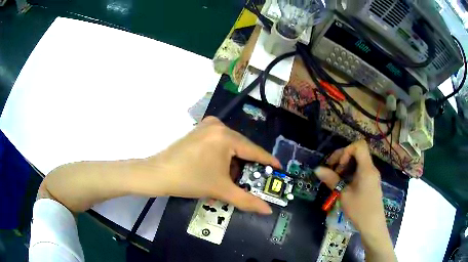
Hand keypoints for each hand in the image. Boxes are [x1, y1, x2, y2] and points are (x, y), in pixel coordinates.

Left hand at [135, 116, 279, 213]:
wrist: (157, 174)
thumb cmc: (189, 180)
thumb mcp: (221, 190)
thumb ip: (247, 200)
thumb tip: (268, 210)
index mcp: (225, 136)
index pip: (254, 150)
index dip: (268, 161)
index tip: (279, 169)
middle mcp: (218, 125)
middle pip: (241, 148)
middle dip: (247, 166)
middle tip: (252, 181)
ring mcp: (206, 126)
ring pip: (230, 146)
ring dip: (234, 162)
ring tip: (230, 179)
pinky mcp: (199, 130)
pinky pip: (219, 143)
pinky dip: (223, 156)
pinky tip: (218, 169)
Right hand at [314, 140, 385, 233]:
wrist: (373, 225)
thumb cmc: (359, 210)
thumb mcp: (343, 195)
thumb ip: (332, 180)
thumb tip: (317, 169)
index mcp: (366, 169)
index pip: (359, 146)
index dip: (346, 151)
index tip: (339, 165)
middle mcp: (371, 168)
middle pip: (358, 152)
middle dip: (343, 157)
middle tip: (332, 170)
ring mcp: (372, 175)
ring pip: (359, 161)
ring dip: (346, 165)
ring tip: (336, 177)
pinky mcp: (371, 181)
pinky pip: (361, 169)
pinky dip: (351, 171)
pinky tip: (344, 183)